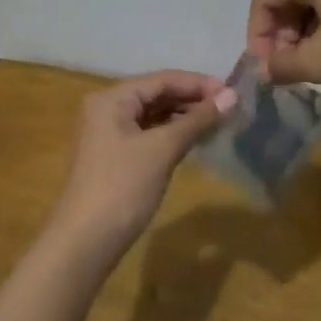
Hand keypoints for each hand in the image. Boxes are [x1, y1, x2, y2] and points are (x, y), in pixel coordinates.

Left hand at [50, 71, 236, 260]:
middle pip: (157, 95)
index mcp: (112, 98)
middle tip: (230, 109)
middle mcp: (107, 108)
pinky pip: (149, 134)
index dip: (198, 84)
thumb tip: (232, 97)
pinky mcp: (116, 156)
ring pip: (154, 115)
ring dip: (185, 117)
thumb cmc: (123, 187)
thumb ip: (197, 120)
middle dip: (193, 100)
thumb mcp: (162, 149)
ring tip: (219, 123)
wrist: (86, 240)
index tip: (233, 93)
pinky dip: (172, 134)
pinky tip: (196, 140)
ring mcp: (109, 133)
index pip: (162, 80)